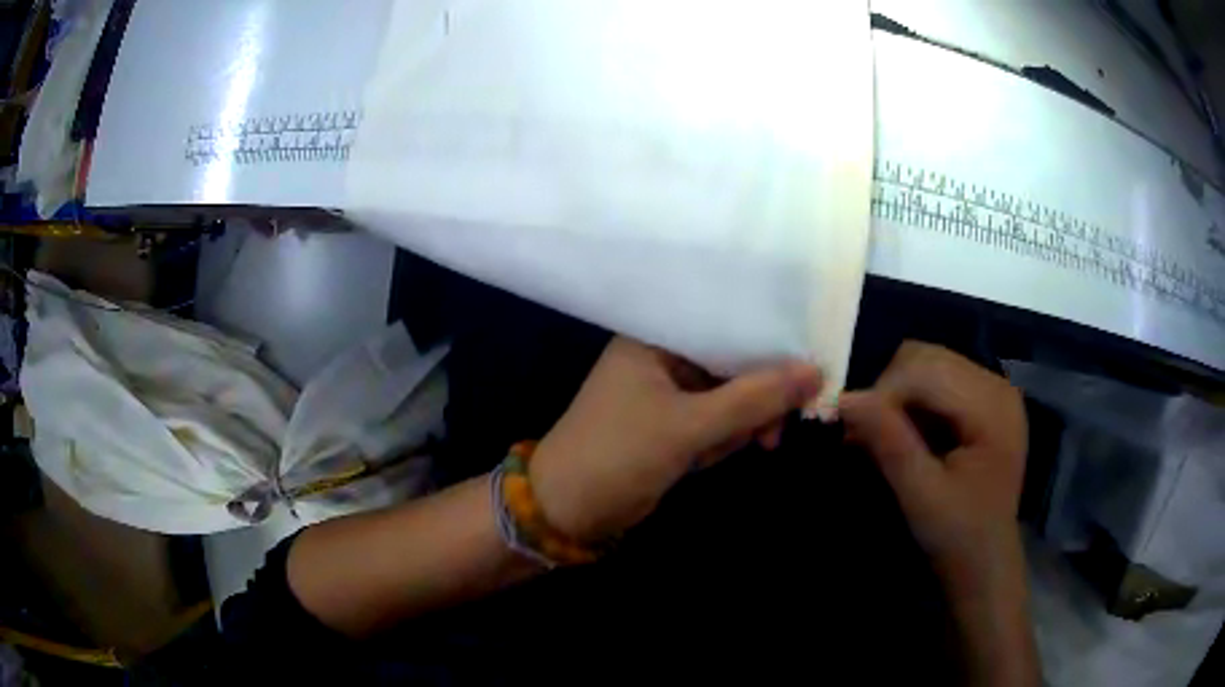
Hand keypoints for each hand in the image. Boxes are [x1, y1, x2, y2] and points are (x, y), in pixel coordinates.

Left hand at [530, 337, 820, 541]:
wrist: (567, 511)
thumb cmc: (618, 455)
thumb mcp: (688, 427)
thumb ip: (753, 399)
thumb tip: (816, 371)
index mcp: (655, 337)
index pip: (725, 321)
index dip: (769, 340)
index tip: (809, 363)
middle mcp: (662, 357)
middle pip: (731, 360)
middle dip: (758, 394)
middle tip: (783, 423)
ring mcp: (666, 393)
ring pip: (728, 394)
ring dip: (743, 422)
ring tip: (754, 444)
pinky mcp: (670, 425)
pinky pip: (714, 421)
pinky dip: (723, 439)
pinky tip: (710, 459)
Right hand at [839, 341, 1027, 586]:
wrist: (984, 563)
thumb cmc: (958, 536)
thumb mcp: (921, 494)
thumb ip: (889, 442)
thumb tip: (845, 399)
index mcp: (993, 406)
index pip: (927, 371)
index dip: (883, 393)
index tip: (850, 430)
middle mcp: (998, 385)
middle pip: (929, 358)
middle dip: (889, 391)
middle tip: (862, 433)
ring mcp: (993, 391)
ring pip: (929, 365)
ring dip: (897, 395)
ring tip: (879, 435)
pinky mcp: (983, 403)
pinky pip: (938, 382)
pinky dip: (912, 402)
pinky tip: (902, 434)